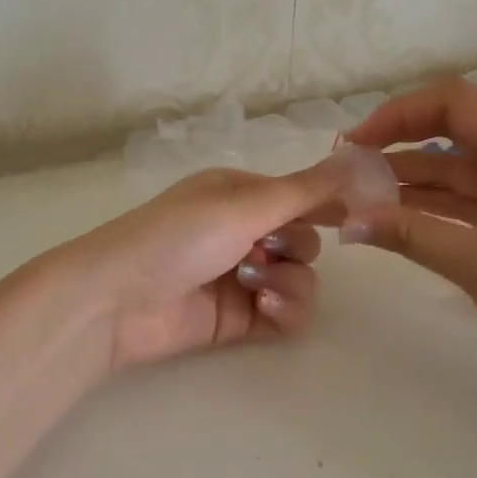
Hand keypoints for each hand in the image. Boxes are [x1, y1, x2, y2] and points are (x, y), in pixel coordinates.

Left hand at [57, 161, 350, 373]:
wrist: (116, 301)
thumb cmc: (177, 237)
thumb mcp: (242, 205)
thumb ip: (304, 191)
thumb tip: (358, 159)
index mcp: (239, 194)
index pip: (300, 194)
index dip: (329, 204)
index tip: (360, 216)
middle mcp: (242, 231)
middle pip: (305, 240)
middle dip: (296, 247)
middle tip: (268, 250)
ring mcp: (241, 277)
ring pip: (300, 278)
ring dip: (289, 281)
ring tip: (253, 286)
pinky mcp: (238, 318)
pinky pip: (287, 313)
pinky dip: (284, 310)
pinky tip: (262, 309)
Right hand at [341, 78, 476, 391]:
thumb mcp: (476, 263)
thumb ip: (408, 233)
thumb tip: (346, 221)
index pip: (454, 102)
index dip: (398, 114)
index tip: (356, 143)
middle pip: (454, 132)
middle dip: (398, 147)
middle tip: (349, 170)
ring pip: (459, 170)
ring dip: (411, 181)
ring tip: (358, 197)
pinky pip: (472, 200)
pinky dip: (435, 207)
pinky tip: (394, 218)